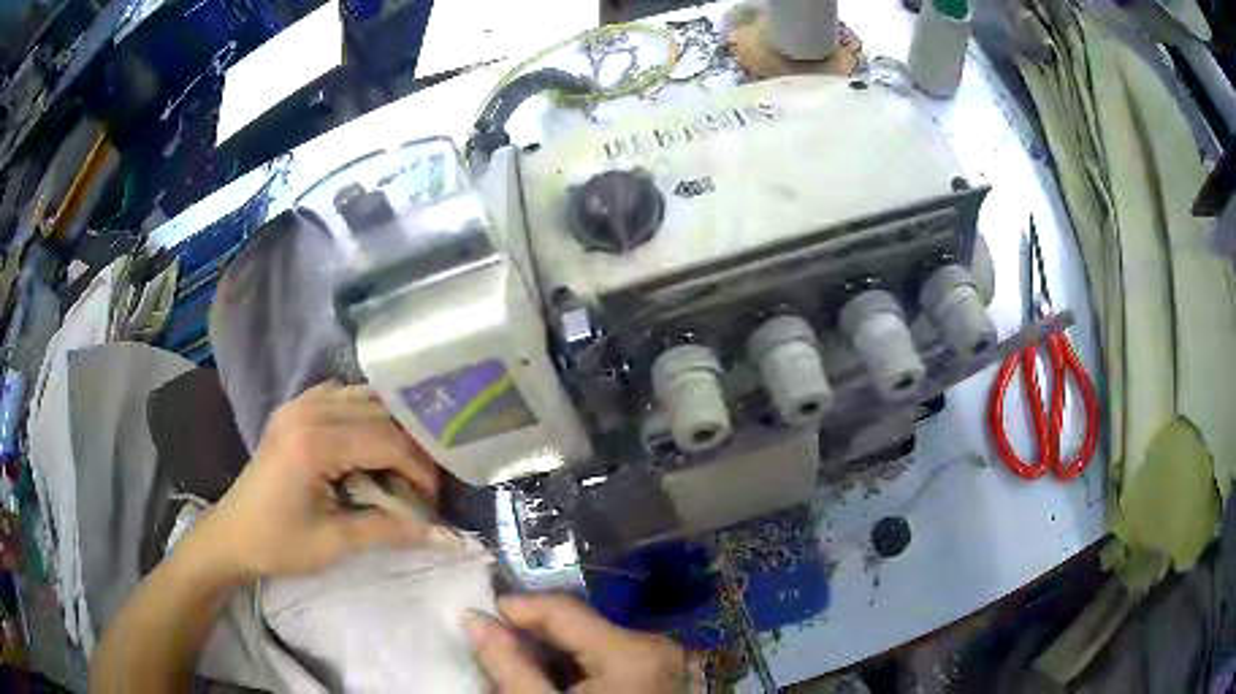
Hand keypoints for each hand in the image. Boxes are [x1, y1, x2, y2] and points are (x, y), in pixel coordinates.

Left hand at [193, 382, 440, 578]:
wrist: (232, 535)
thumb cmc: (279, 544)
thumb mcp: (335, 543)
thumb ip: (389, 530)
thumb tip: (444, 534)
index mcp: (313, 442)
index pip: (386, 441)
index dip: (419, 469)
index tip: (434, 500)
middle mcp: (307, 410)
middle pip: (380, 413)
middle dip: (410, 447)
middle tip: (424, 484)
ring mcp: (298, 404)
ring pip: (363, 397)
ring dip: (390, 427)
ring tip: (404, 463)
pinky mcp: (294, 408)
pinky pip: (341, 395)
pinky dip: (364, 414)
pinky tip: (370, 441)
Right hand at [466, 595, 689, 692]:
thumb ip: (508, 664)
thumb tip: (475, 620)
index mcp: (630, 650)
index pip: (561, 608)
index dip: (514, 608)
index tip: (476, 619)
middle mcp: (654, 646)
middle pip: (578, 625)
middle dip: (531, 636)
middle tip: (492, 650)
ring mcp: (661, 662)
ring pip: (591, 641)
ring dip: (551, 652)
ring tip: (518, 668)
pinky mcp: (660, 676)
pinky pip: (609, 659)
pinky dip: (576, 667)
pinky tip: (554, 684)